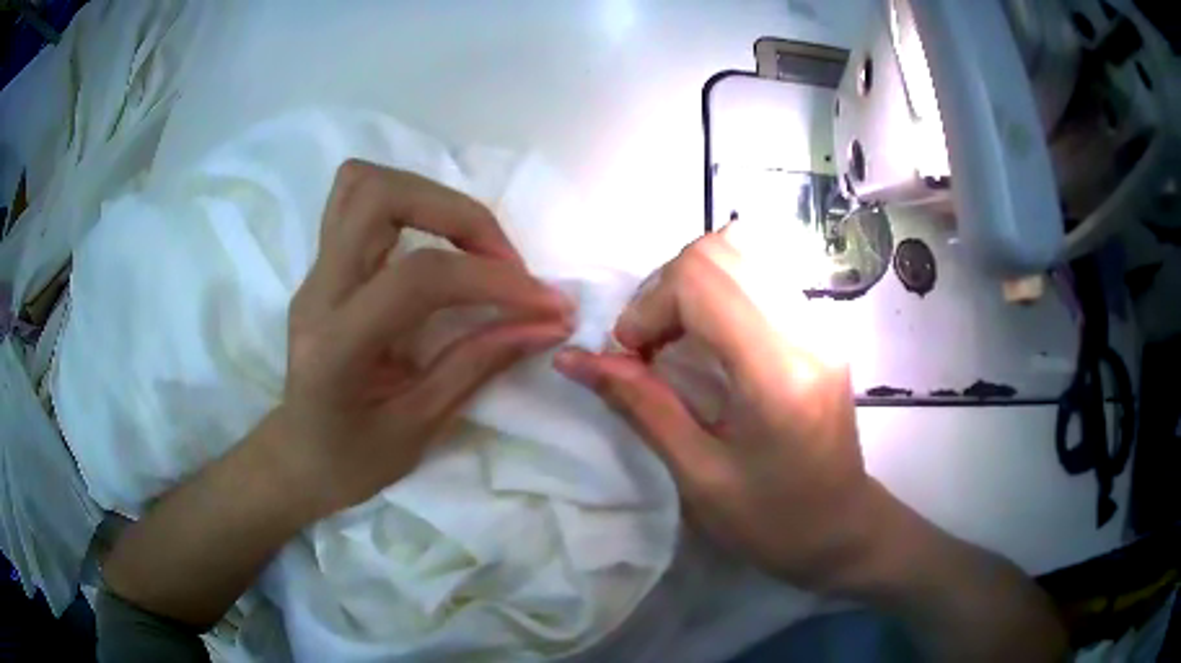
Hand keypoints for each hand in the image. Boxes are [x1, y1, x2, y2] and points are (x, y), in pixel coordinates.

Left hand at [278, 160, 572, 518]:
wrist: (299, 456)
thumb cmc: (353, 461)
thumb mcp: (420, 428)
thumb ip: (479, 364)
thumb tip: (545, 324)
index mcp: (337, 346)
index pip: (419, 278)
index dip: (492, 280)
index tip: (545, 303)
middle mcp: (318, 291)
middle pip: (381, 197)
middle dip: (460, 215)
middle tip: (503, 261)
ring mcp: (314, 271)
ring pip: (364, 183)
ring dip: (433, 198)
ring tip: (473, 245)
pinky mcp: (322, 264)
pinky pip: (357, 200)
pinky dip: (408, 202)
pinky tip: (436, 239)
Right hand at [554, 228, 872, 589]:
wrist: (843, 528)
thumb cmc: (773, 522)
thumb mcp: (698, 476)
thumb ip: (640, 406)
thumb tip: (574, 359)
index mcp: (777, 371)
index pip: (701, 277)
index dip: (649, 305)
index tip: (631, 354)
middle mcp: (806, 329)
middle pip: (720, 250)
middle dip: (665, 288)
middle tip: (649, 346)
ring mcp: (820, 321)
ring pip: (742, 250)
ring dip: (690, 285)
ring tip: (675, 339)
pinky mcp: (821, 325)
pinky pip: (760, 272)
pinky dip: (717, 290)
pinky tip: (708, 336)